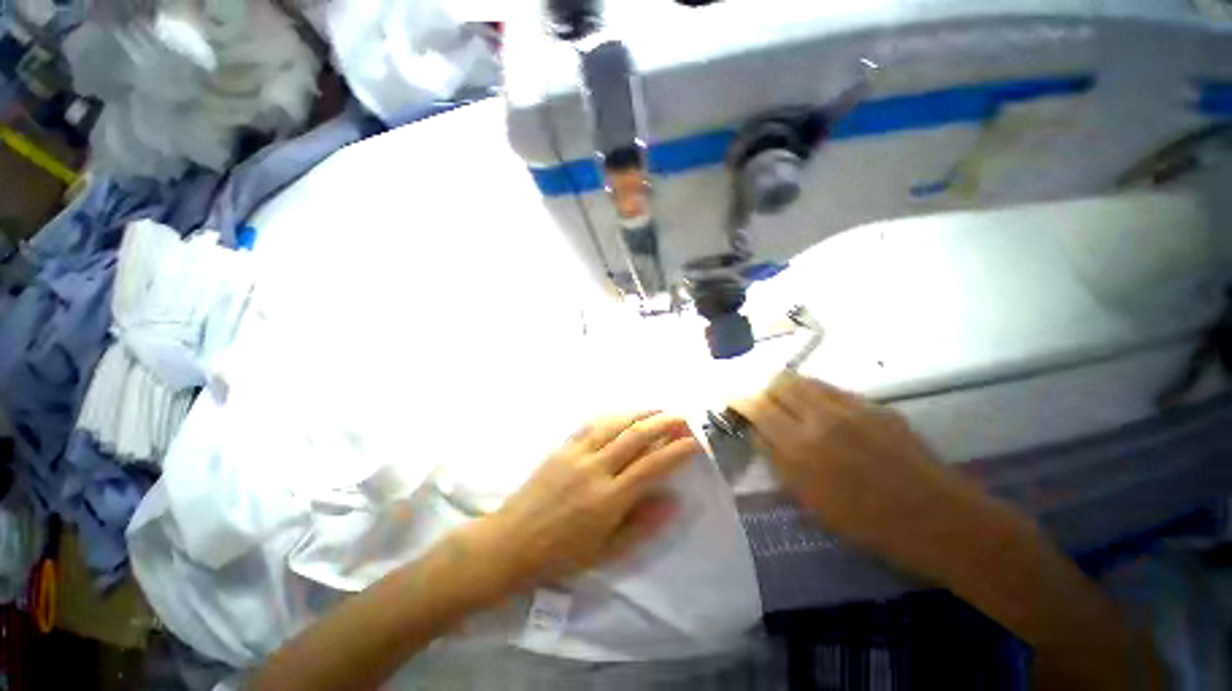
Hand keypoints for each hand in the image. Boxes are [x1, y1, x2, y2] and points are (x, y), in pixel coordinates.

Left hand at [467, 412, 700, 596]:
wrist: (512, 541)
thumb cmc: (562, 553)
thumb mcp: (607, 551)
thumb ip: (642, 525)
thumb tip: (673, 501)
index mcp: (609, 498)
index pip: (651, 465)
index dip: (676, 451)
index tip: (694, 441)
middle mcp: (596, 469)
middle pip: (635, 436)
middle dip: (663, 423)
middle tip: (682, 417)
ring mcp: (577, 454)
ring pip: (615, 423)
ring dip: (640, 413)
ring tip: (658, 409)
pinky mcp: (562, 447)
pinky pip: (591, 424)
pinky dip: (613, 415)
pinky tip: (623, 413)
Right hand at [731, 372, 989, 573]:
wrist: (940, 520)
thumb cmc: (867, 523)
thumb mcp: (809, 500)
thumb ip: (776, 460)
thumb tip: (757, 432)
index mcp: (801, 445)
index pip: (756, 405)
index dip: (739, 398)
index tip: (732, 401)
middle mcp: (822, 416)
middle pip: (779, 380)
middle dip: (763, 388)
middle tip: (762, 404)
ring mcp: (852, 406)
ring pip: (806, 379)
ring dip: (788, 388)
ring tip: (789, 406)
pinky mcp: (875, 405)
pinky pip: (833, 389)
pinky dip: (816, 395)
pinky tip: (824, 415)